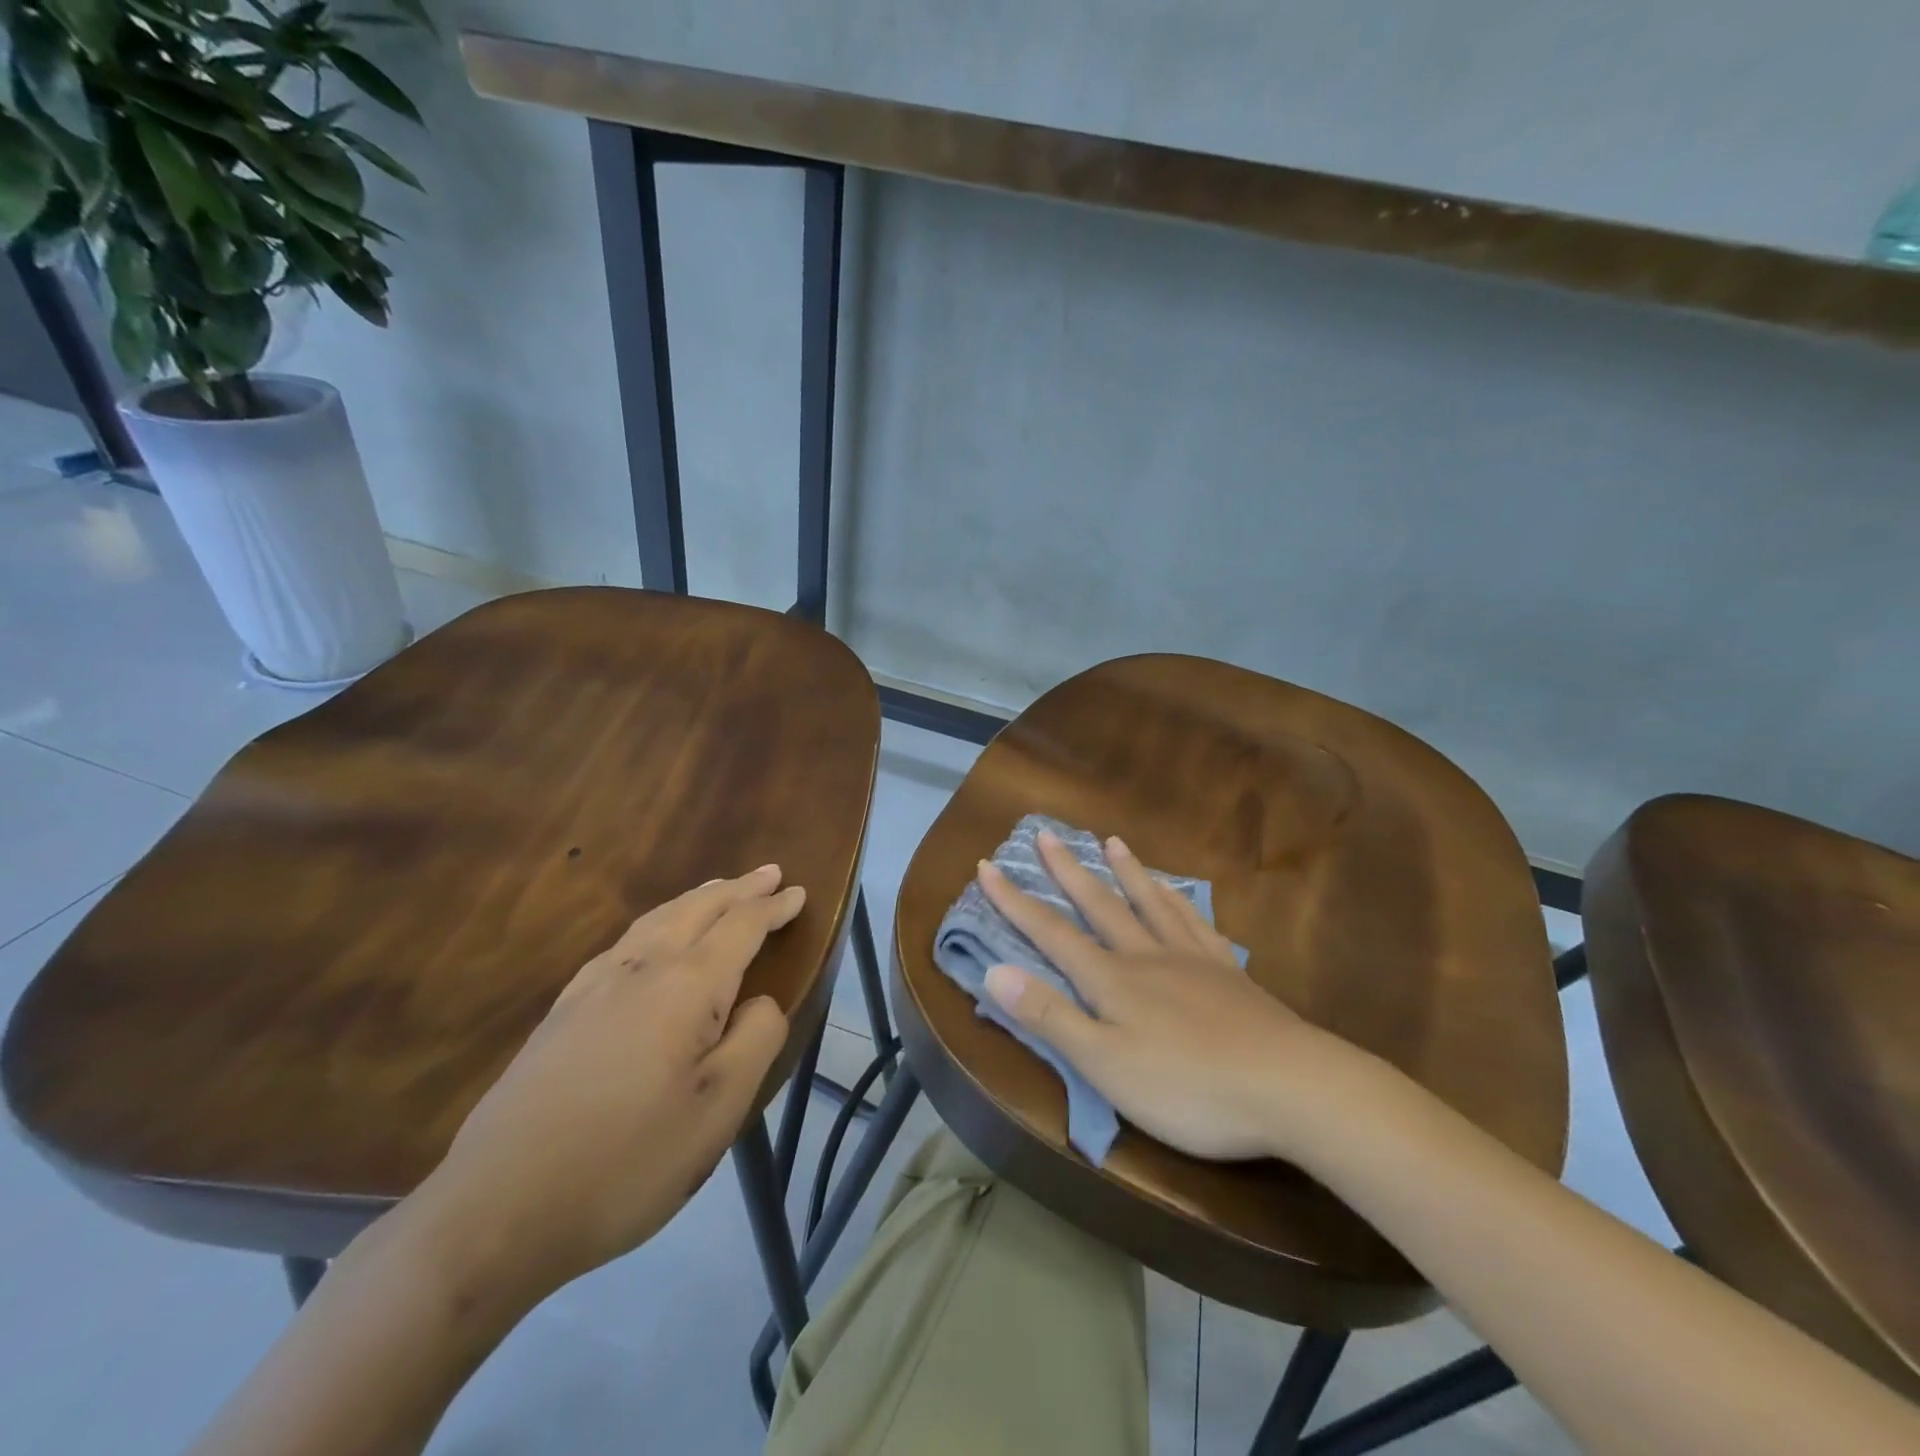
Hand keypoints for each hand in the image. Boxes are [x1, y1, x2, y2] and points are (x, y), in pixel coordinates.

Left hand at [416, 867, 800, 1304]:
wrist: (494, 1210)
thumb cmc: (626, 1162)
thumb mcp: (717, 1111)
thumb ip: (756, 1040)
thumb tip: (760, 1000)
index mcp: (685, 986)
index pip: (741, 927)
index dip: (773, 908)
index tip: (800, 892)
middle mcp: (640, 969)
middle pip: (698, 909)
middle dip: (738, 889)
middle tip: (768, 874)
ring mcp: (593, 986)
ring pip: (656, 919)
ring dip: (696, 898)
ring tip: (717, 889)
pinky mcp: (562, 1011)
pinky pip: (623, 941)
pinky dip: (655, 922)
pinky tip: (649, 938)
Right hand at [979, 831, 1341, 1160]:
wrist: (1290, 1087)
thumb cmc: (1187, 1086)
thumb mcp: (1105, 1064)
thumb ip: (1050, 1016)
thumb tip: (994, 971)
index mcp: (1112, 980)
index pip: (1051, 932)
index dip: (1014, 901)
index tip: (987, 865)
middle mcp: (1146, 956)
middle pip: (1099, 904)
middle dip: (1067, 871)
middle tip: (1046, 834)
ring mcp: (1191, 959)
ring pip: (1150, 903)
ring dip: (1126, 871)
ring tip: (1112, 841)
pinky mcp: (1228, 973)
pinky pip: (1196, 923)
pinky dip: (1181, 901)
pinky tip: (1178, 892)